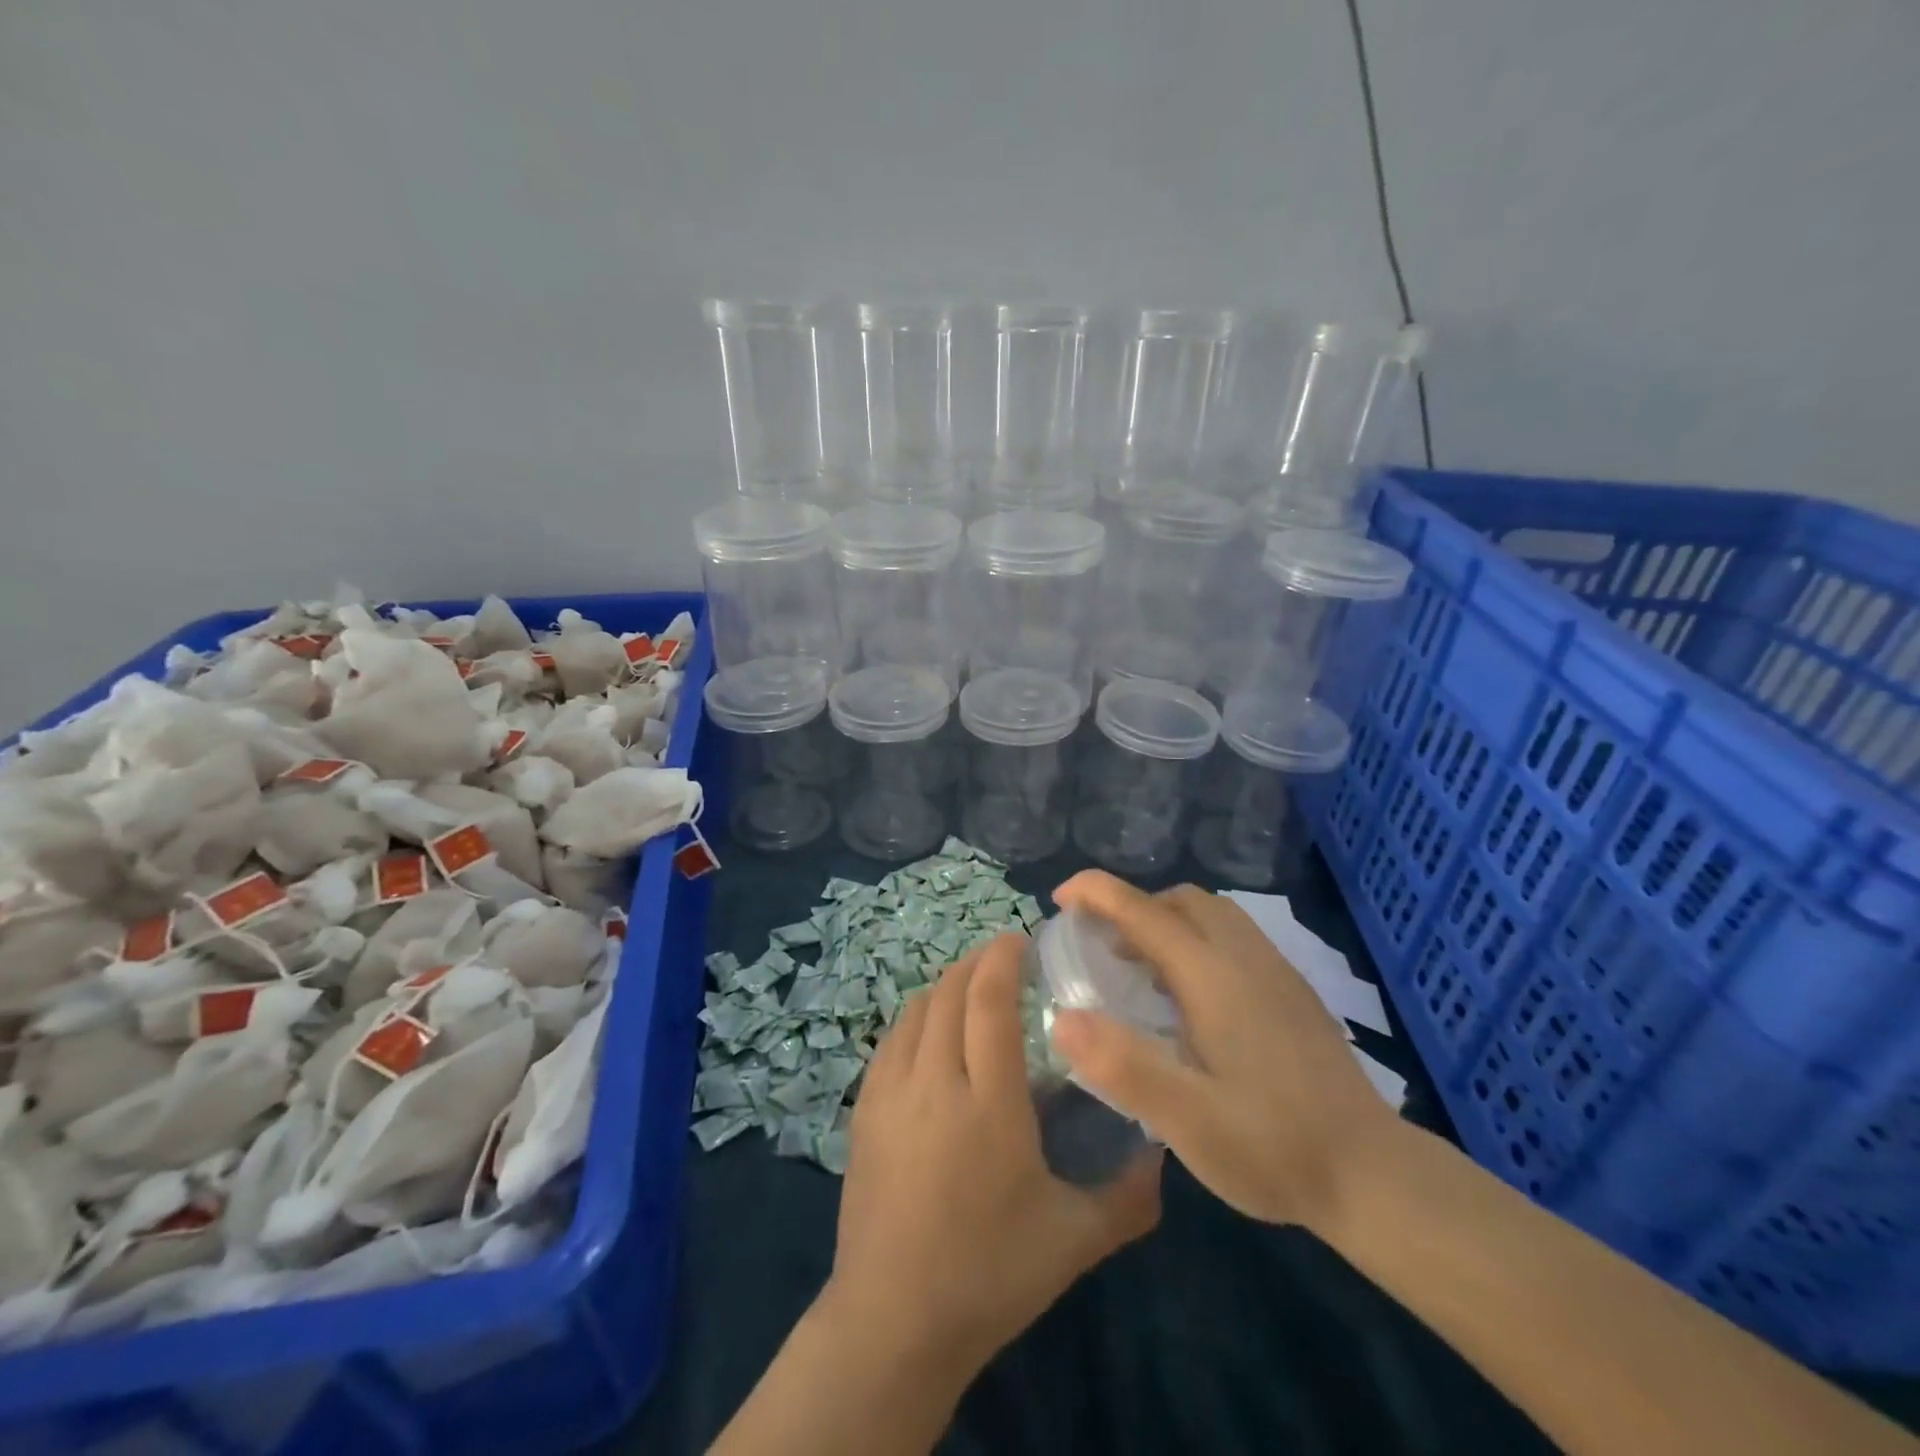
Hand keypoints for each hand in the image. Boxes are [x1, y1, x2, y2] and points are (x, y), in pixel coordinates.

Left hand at [825, 933, 1161, 1375]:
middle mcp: (934, 1082)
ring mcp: (890, 1093)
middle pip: (950, 992)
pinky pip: (891, 1040)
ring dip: (945, 985)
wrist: (893, 1321)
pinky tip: (931, 1030)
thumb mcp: (1075, 1241)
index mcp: (988, 1102)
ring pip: (916, 1010)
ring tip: (971, 987)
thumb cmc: (990, 1275)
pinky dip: (916, 1017)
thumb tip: (1165, 1154)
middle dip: (977, 962)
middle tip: (1004, 958)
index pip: (989, 1000)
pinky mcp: (864, 1110)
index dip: (1003, 959)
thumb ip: (1129, 1196)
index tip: (1021, 940)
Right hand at [1049, 871, 1398, 1230]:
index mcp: (1213, 976)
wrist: (1373, 1176)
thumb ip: (1123, 1065)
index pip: (1143, 909)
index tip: (1059, 899)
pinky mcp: (1292, 990)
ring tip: (1137, 967)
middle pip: (1180, 900)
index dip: (1096, 892)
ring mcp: (1275, 971)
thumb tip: (1062, 1018)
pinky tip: (1188, 996)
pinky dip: (1195, 940)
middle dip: (1131, 906)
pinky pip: (1232, 937)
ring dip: (1165, 921)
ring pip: (1211, 914)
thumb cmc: (1272, 1146)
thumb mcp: (1188, 1120)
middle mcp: (1245, 957)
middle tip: (1098, 945)